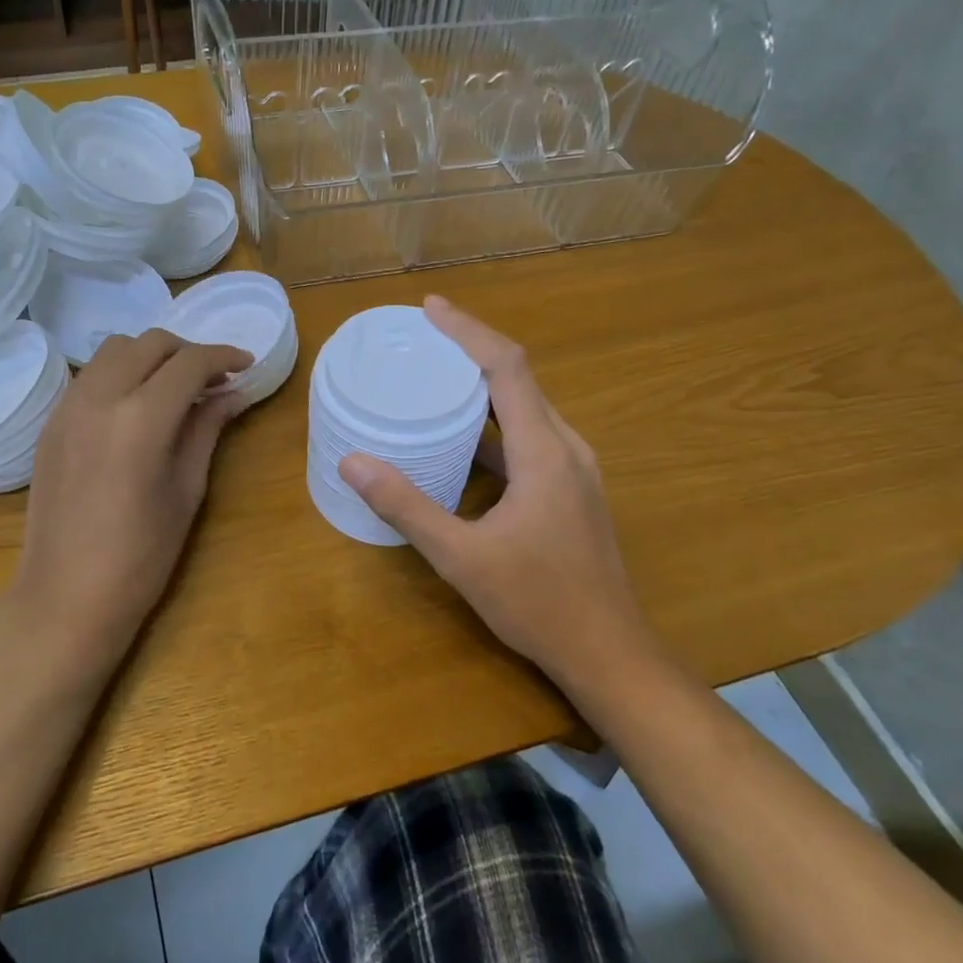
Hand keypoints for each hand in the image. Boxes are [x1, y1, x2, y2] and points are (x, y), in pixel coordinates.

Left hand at [6, 329, 252, 687]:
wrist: (66, 596)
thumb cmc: (141, 555)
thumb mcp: (187, 490)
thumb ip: (207, 429)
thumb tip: (233, 393)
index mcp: (141, 418)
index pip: (189, 363)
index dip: (224, 357)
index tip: (246, 365)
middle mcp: (99, 397)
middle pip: (150, 344)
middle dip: (188, 352)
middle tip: (214, 379)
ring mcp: (68, 406)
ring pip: (115, 350)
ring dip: (151, 357)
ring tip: (174, 388)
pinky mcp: (51, 422)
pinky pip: (91, 375)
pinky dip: (121, 373)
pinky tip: (137, 407)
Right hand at [339, 296, 646, 688]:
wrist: (608, 654)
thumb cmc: (538, 603)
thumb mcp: (461, 557)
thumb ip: (407, 507)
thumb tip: (353, 463)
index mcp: (544, 452)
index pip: (507, 367)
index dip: (468, 330)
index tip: (430, 308)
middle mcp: (566, 449)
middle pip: (520, 379)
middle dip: (472, 351)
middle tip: (424, 341)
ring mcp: (575, 472)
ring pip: (528, 410)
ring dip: (485, 389)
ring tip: (437, 381)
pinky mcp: (571, 492)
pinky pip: (531, 440)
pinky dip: (495, 427)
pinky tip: (463, 444)